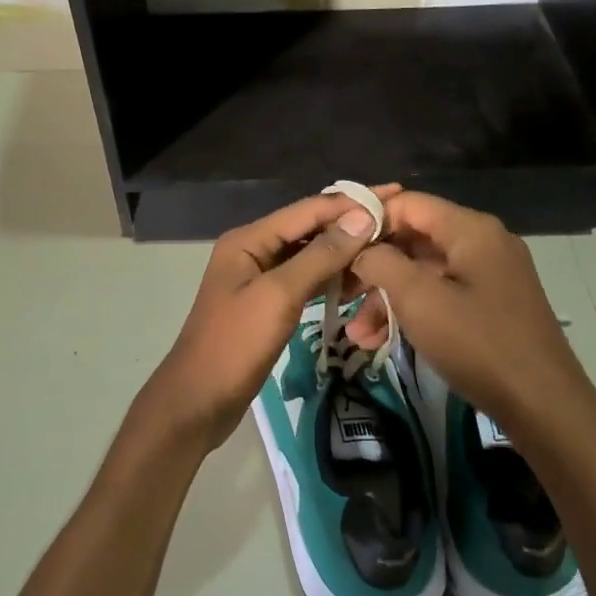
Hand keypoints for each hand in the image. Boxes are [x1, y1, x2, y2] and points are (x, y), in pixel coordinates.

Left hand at [126, 188, 400, 454]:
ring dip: (343, 251)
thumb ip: (320, 255)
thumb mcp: (279, 295)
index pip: (308, 209)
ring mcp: (259, 278)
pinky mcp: (266, 304)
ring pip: (308, 254)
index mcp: (249, 239)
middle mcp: (253, 250)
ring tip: (385, 247)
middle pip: (308, 228)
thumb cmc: (235, 344)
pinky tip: (357, 280)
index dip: (351, 202)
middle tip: (397, 220)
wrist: (198, 400)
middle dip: (349, 224)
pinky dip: (329, 277)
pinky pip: (304, 280)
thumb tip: (361, 217)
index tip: (394, 195)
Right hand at [346, 192, 595, 447]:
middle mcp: (482, 243)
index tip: (336, 247)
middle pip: (414, 239)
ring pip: (424, 273)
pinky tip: (381, 341)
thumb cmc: (478, 343)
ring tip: (357, 333)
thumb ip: (382, 262)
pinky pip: (441, 295)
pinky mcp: (490, 305)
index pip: (408, 203)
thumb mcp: (419, 299)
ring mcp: (489, 275)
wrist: (543, 405)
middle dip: (374, 267)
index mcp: (470, 229)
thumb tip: (361, 249)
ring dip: (388, 298)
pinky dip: (412, 312)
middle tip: (340, 293)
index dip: (369, 220)